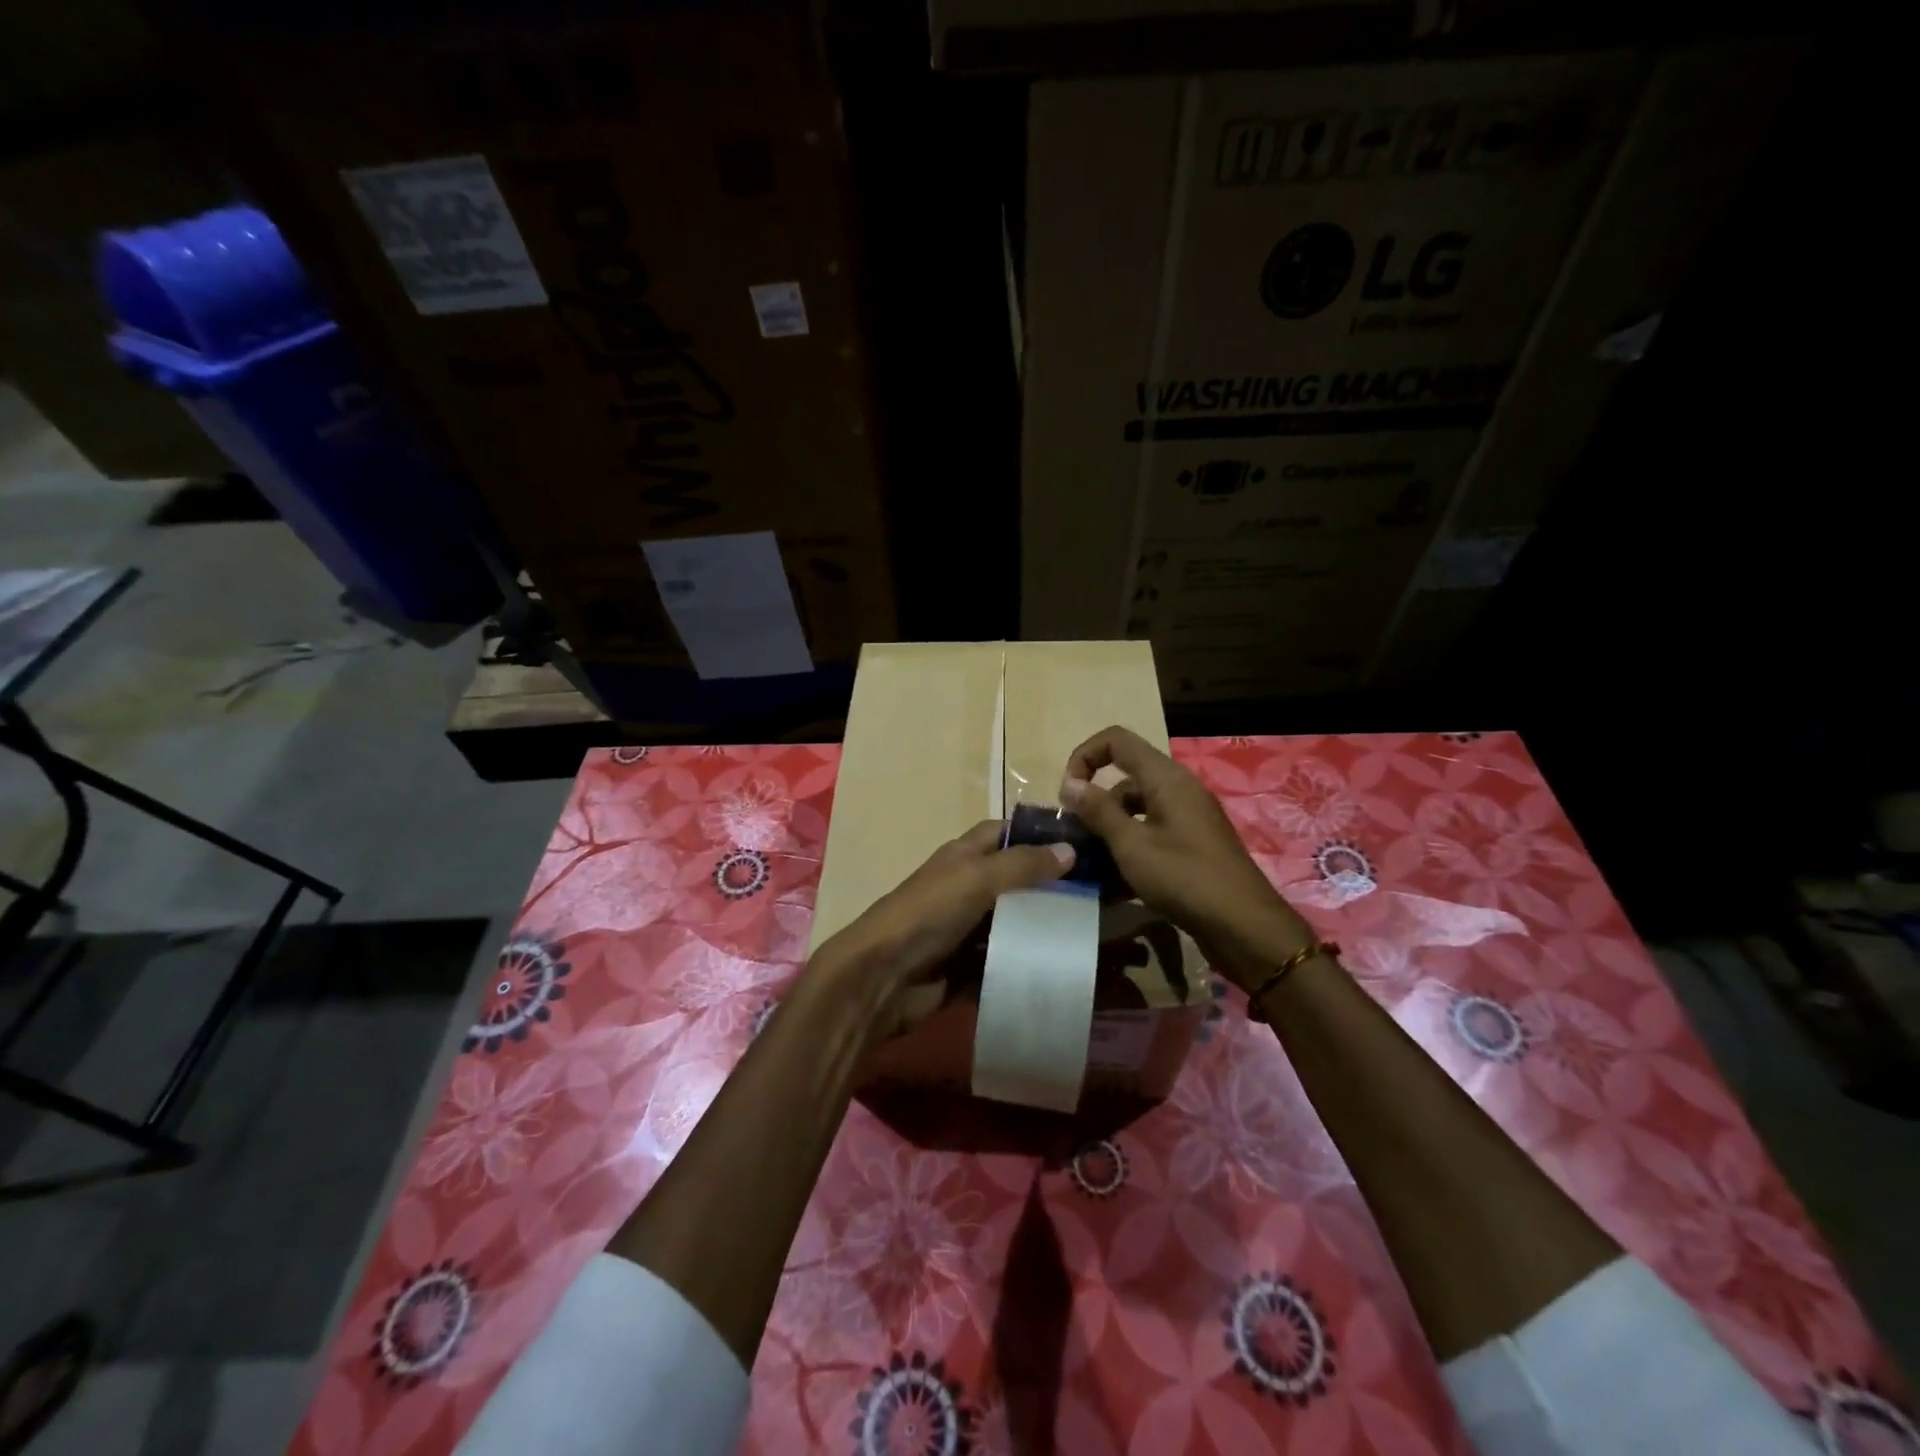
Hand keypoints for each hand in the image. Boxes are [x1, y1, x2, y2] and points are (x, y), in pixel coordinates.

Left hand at [807, 820, 1074, 1040]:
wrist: (881, 978)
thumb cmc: (928, 913)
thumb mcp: (976, 878)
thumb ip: (1023, 864)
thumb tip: (1070, 849)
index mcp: (963, 857)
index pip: (1004, 833)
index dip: (1037, 833)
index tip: (1082, 841)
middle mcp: (966, 888)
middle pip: (1015, 880)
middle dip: (1051, 884)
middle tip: (1100, 891)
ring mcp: (967, 930)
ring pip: (1014, 922)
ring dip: (1044, 926)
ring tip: (1093, 929)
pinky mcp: (969, 968)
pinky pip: (1006, 961)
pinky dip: (1029, 963)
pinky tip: (1065, 965)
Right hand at [1060, 726, 1310, 986]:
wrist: (1244, 927)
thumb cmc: (1184, 878)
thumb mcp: (1132, 844)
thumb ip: (1098, 811)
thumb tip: (1069, 783)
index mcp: (1165, 778)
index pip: (1117, 740)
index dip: (1085, 756)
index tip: (1067, 793)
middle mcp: (1178, 790)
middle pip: (1125, 779)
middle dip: (1094, 803)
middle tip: (1074, 836)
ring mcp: (1188, 820)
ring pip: (1136, 812)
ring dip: (1109, 831)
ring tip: (1088, 865)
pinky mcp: (1192, 847)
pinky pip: (1151, 836)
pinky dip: (1130, 851)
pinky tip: (1112, 885)